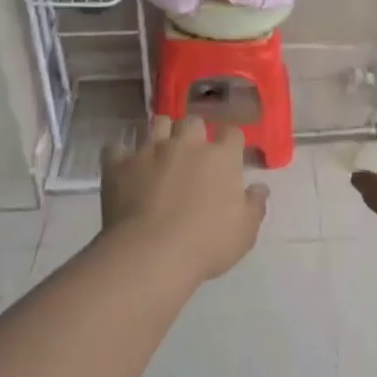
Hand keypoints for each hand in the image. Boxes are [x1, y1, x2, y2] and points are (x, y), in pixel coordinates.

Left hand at [101, 116, 269, 282]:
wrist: (151, 254)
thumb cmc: (206, 244)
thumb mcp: (244, 232)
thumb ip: (254, 206)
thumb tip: (260, 188)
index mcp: (221, 157)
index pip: (231, 132)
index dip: (230, 140)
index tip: (228, 153)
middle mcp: (186, 145)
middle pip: (193, 121)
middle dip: (194, 132)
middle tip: (192, 153)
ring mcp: (150, 151)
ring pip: (157, 124)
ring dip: (161, 134)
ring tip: (161, 151)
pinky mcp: (119, 164)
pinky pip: (116, 149)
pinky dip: (121, 156)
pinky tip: (125, 167)